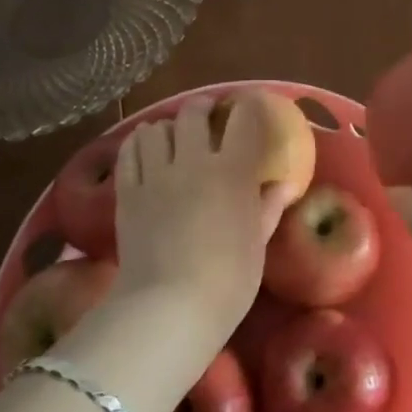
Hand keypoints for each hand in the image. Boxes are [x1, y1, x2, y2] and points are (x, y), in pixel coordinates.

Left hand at [111, 95, 298, 335]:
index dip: (249, 105)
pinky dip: (138, 143)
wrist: (169, 308)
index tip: (252, 103)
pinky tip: (145, 150)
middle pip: (193, 114)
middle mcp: (193, 162)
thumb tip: (285, 184)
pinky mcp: (127, 192)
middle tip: (209, 113)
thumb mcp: (258, 243)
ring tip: (173, 135)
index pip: (244, 121)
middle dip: (203, 107)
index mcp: (233, 172)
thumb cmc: (228, 279)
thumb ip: (269, 206)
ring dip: (167, 126)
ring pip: (156, 128)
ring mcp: (156, 175)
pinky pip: (129, 152)